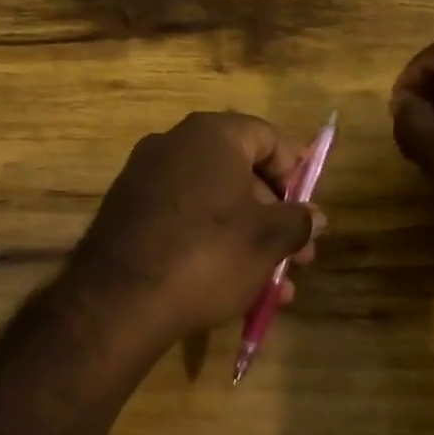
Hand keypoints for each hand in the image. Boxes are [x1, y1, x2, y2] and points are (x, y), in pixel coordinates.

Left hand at [68, 112, 321, 344]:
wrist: (119, 299)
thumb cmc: (207, 254)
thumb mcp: (266, 240)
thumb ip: (297, 221)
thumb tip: (314, 216)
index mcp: (210, 135)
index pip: (267, 137)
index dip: (295, 172)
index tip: (308, 211)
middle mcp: (173, 145)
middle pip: (240, 173)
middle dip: (274, 217)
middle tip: (298, 257)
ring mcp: (144, 178)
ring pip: (213, 204)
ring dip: (248, 240)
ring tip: (273, 287)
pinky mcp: (126, 212)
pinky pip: (182, 220)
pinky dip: (210, 244)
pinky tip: (231, 287)